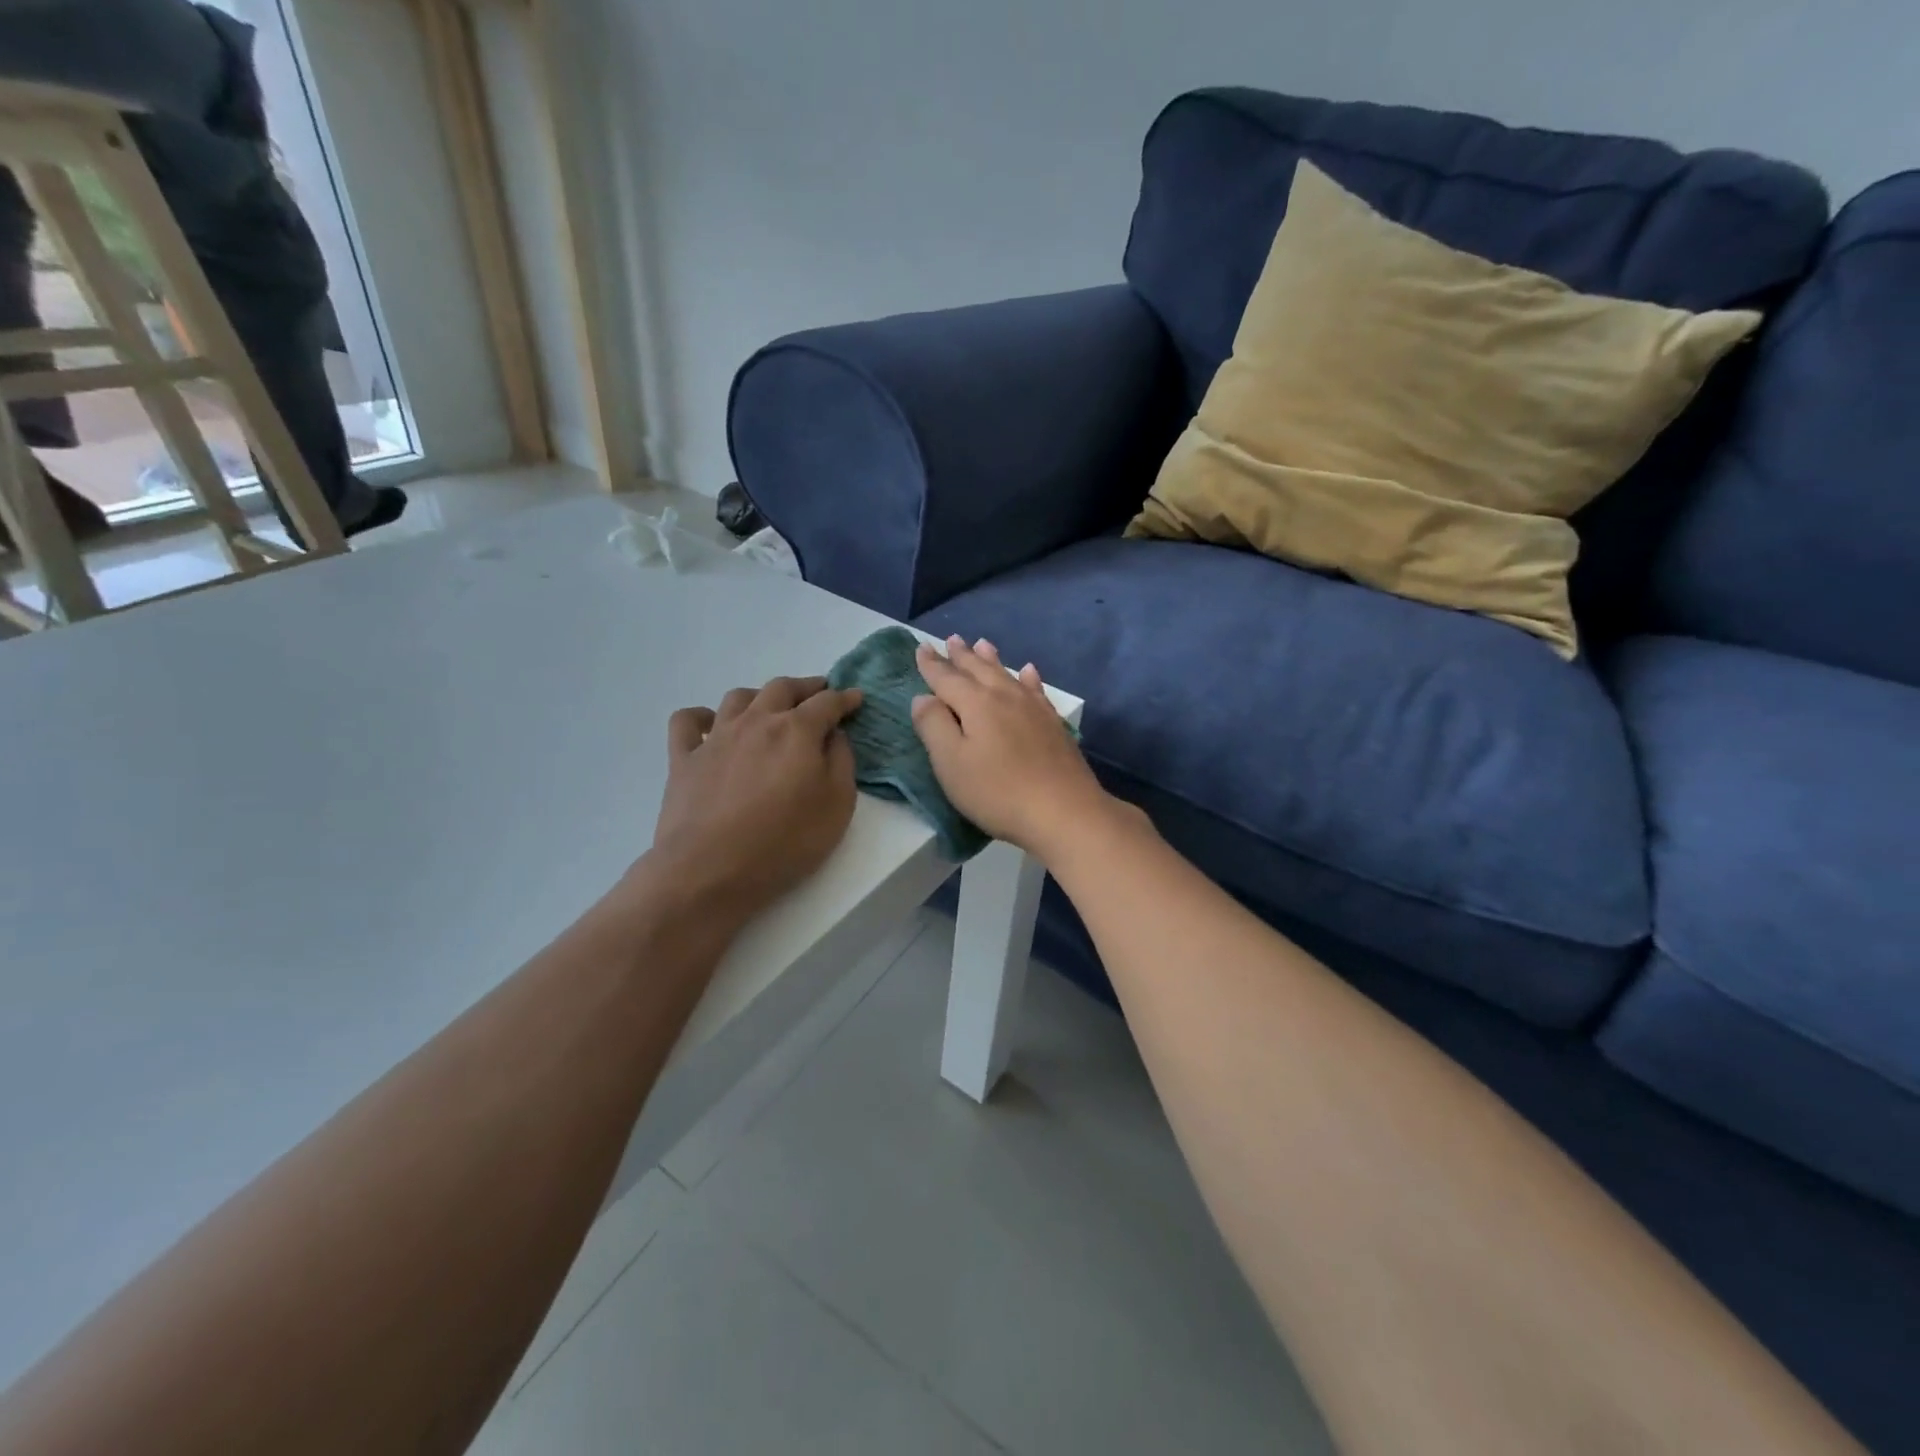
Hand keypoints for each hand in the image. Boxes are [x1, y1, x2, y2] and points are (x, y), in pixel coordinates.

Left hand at [645, 676, 863, 922]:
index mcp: (796, 731)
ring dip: (760, 696)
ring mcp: (715, 737)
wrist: (710, 870)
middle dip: (805, 687)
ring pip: (738, 697)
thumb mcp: (837, 806)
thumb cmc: (784, 842)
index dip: (845, 698)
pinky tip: (710, 726)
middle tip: (818, 694)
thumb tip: (834, 735)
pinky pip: (687, 722)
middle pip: (782, 688)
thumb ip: (841, 762)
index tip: (856, 698)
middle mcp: (756, 721)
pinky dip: (701, 717)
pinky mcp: (683, 758)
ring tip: (770, 708)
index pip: (827, 702)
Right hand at [911, 637, 1116, 860]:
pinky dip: (1028, 677)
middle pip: (978, 670)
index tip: (921, 648)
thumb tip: (923, 697)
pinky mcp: (1053, 724)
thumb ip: (933, 726)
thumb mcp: (951, 763)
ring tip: (983, 644)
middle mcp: (1005, 697)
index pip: (946, 678)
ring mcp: (1034, 708)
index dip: (931, 665)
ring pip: (1007, 675)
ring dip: (991, 660)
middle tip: (952, 639)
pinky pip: (1036, 690)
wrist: (1064, 811)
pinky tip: (1029, 672)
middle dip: (962, 656)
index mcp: (975, 704)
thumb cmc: (998, 791)